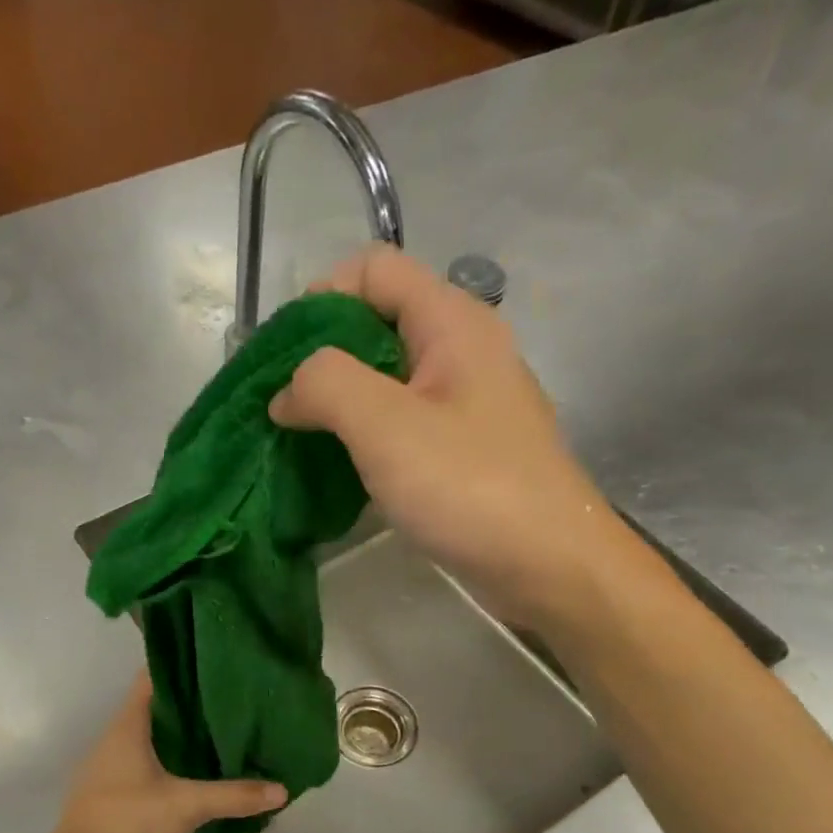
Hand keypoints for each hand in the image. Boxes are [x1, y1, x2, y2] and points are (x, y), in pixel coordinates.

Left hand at [40, 676, 286, 832]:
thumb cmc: (126, 821)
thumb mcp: (186, 806)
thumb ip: (233, 795)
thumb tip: (283, 790)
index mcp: (128, 725)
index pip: (152, 677)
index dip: (181, 666)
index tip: (215, 662)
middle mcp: (116, 737)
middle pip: (155, 705)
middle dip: (190, 701)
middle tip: (231, 697)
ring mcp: (111, 764)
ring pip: (151, 735)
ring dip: (180, 732)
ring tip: (221, 729)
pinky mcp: (113, 788)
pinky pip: (146, 759)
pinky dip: (170, 757)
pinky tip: (196, 769)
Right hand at [270, 245, 613, 622]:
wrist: (548, 564)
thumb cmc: (469, 486)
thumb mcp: (385, 426)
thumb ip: (325, 386)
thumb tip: (286, 391)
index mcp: (452, 321)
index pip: (373, 268)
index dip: (320, 298)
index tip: (283, 358)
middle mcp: (464, 348)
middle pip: (379, 321)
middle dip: (324, 356)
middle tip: (287, 406)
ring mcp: (469, 401)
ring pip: (390, 377)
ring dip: (342, 402)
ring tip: (306, 440)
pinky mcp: (467, 448)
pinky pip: (406, 421)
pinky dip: (368, 435)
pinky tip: (346, 469)